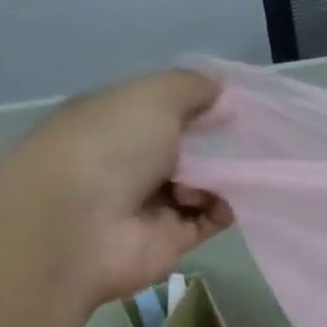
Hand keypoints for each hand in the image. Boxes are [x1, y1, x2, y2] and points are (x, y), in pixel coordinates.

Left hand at [0, 70, 233, 306]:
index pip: (165, 109)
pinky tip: (224, 202)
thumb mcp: (151, 97)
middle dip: (218, 142)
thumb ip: (190, 88)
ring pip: (203, 184)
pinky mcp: (170, 238)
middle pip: (188, 148)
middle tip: (247, 140)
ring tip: (223, 176)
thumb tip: (220, 90)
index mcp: (115, 119)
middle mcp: (130, 159)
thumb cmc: (109, 146)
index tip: (234, 103)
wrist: (79, 226)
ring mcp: (150, 201)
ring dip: (221, 177)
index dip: (200, 104)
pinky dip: (222, 210)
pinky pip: (209, 219)